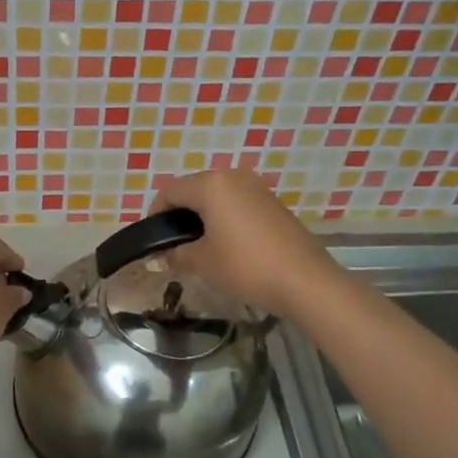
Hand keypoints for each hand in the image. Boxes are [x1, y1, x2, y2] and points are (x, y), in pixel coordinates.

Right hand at [150, 169, 342, 321]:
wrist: (304, 280)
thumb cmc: (245, 266)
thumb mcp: (203, 262)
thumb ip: (177, 254)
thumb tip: (163, 256)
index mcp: (211, 185)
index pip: (170, 192)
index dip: (155, 214)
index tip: (152, 240)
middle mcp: (233, 177)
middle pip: (194, 190)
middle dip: (180, 215)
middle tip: (174, 246)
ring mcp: (257, 188)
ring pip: (217, 196)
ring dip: (203, 217)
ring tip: (200, 247)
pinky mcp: (273, 203)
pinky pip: (238, 204)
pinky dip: (225, 218)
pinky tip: (227, 245)